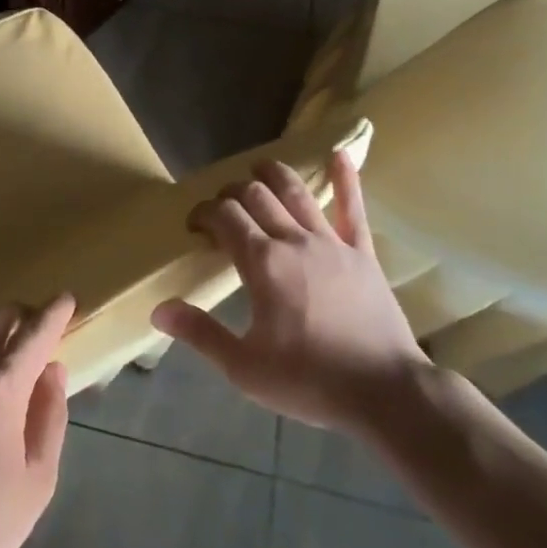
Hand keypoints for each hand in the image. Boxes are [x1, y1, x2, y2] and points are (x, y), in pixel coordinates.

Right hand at [151, 150, 426, 435]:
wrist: (387, 393)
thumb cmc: (310, 381)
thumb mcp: (244, 367)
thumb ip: (200, 333)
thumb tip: (159, 309)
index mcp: (262, 263)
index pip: (224, 217)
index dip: (204, 213)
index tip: (194, 226)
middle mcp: (294, 241)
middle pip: (256, 196)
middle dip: (231, 193)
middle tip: (221, 207)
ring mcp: (333, 243)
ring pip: (296, 193)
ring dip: (273, 174)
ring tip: (258, 167)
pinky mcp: (363, 254)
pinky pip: (354, 209)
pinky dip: (346, 179)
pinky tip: (339, 154)